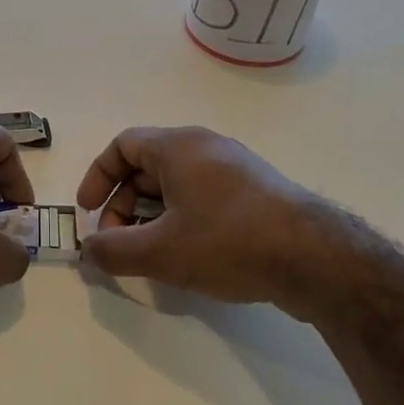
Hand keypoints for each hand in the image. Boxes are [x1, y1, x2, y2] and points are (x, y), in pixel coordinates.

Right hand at [76, 126, 368, 310]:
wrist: (315, 258)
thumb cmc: (228, 242)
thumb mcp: (160, 252)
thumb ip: (113, 251)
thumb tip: (88, 251)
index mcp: (179, 146)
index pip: (123, 145)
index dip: (98, 178)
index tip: (88, 212)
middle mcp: (206, 148)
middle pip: (147, 167)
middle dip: (123, 206)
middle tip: (118, 244)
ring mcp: (235, 170)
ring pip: (176, 186)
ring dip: (151, 218)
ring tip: (149, 255)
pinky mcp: (255, 195)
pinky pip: (203, 198)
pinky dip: (181, 221)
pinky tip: (187, 256)